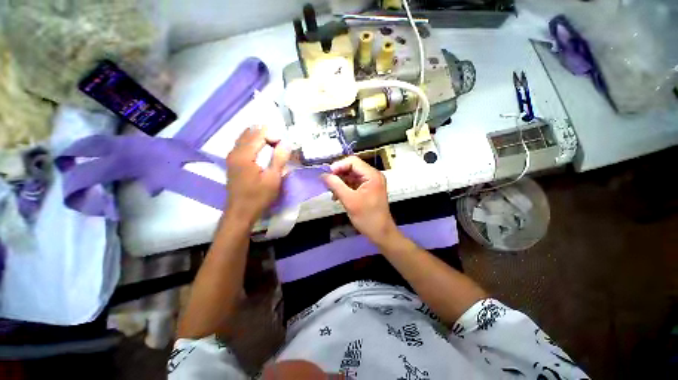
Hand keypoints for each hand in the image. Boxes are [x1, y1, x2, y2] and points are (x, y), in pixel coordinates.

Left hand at [224, 127, 289, 223]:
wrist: (241, 212)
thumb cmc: (258, 197)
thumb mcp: (273, 179)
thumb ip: (279, 159)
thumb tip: (286, 143)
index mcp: (244, 155)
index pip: (259, 134)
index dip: (273, 135)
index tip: (284, 145)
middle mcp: (235, 152)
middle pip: (251, 132)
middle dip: (267, 135)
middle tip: (280, 145)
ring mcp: (231, 156)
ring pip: (245, 137)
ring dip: (260, 138)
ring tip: (274, 146)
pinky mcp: (232, 162)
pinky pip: (243, 144)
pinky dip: (254, 143)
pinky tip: (263, 151)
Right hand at [322, 156, 397, 244]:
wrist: (380, 233)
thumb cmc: (367, 217)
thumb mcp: (349, 200)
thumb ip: (336, 185)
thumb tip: (323, 175)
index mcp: (372, 175)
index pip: (353, 161)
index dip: (338, 166)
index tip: (327, 176)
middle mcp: (373, 175)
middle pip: (352, 167)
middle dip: (338, 175)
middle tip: (328, 185)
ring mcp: (371, 182)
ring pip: (351, 175)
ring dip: (340, 182)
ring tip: (332, 193)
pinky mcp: (368, 189)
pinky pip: (354, 183)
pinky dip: (345, 188)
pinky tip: (337, 196)